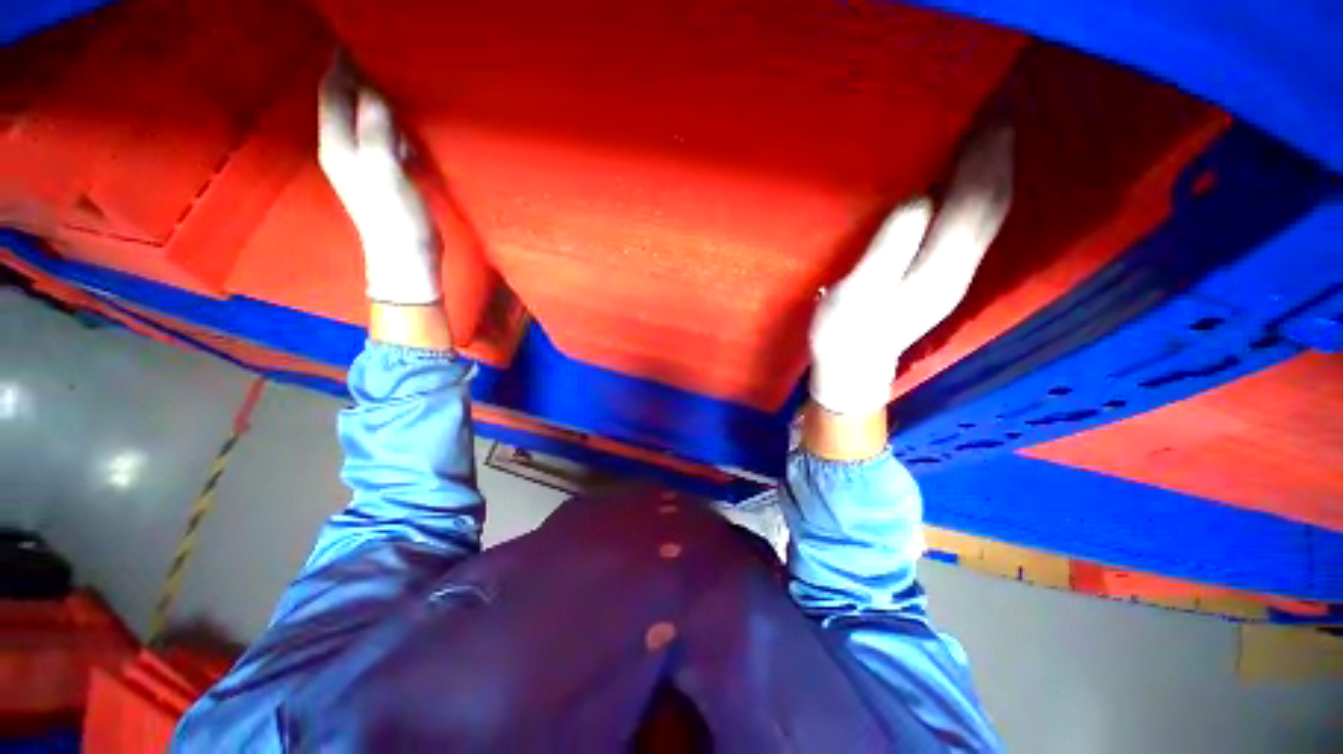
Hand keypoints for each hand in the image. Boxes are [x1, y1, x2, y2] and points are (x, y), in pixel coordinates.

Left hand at [318, 57, 440, 304]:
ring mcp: (364, 163)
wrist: (407, 257)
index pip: (332, 90)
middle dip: (358, 76)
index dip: (342, 63)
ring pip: (364, 118)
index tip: (359, 36)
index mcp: (337, 142)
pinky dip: (392, 123)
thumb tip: (374, 88)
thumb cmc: (395, 216)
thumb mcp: (384, 169)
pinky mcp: (385, 175)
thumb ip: (376, 127)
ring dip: (376, 98)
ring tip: (397, 80)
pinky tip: (408, 122)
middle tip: (383, 53)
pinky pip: (382, 137)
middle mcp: (344, 148)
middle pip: (344, 100)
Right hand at [808, 124, 1013, 416]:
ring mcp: (954, 276)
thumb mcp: (855, 295)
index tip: (986, 112)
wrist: (853, 369)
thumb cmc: (844, 333)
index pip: (975, 204)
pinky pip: (973, 227)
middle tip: (993, 111)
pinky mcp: (942, 279)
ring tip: (987, 136)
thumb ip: (887, 249)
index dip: (985, 159)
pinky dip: (978, 196)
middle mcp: (959, 269)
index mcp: (938, 270)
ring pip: (987, 216)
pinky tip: (965, 183)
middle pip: (991, 206)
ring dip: (992, 174)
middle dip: (997, 158)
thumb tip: (918, 198)